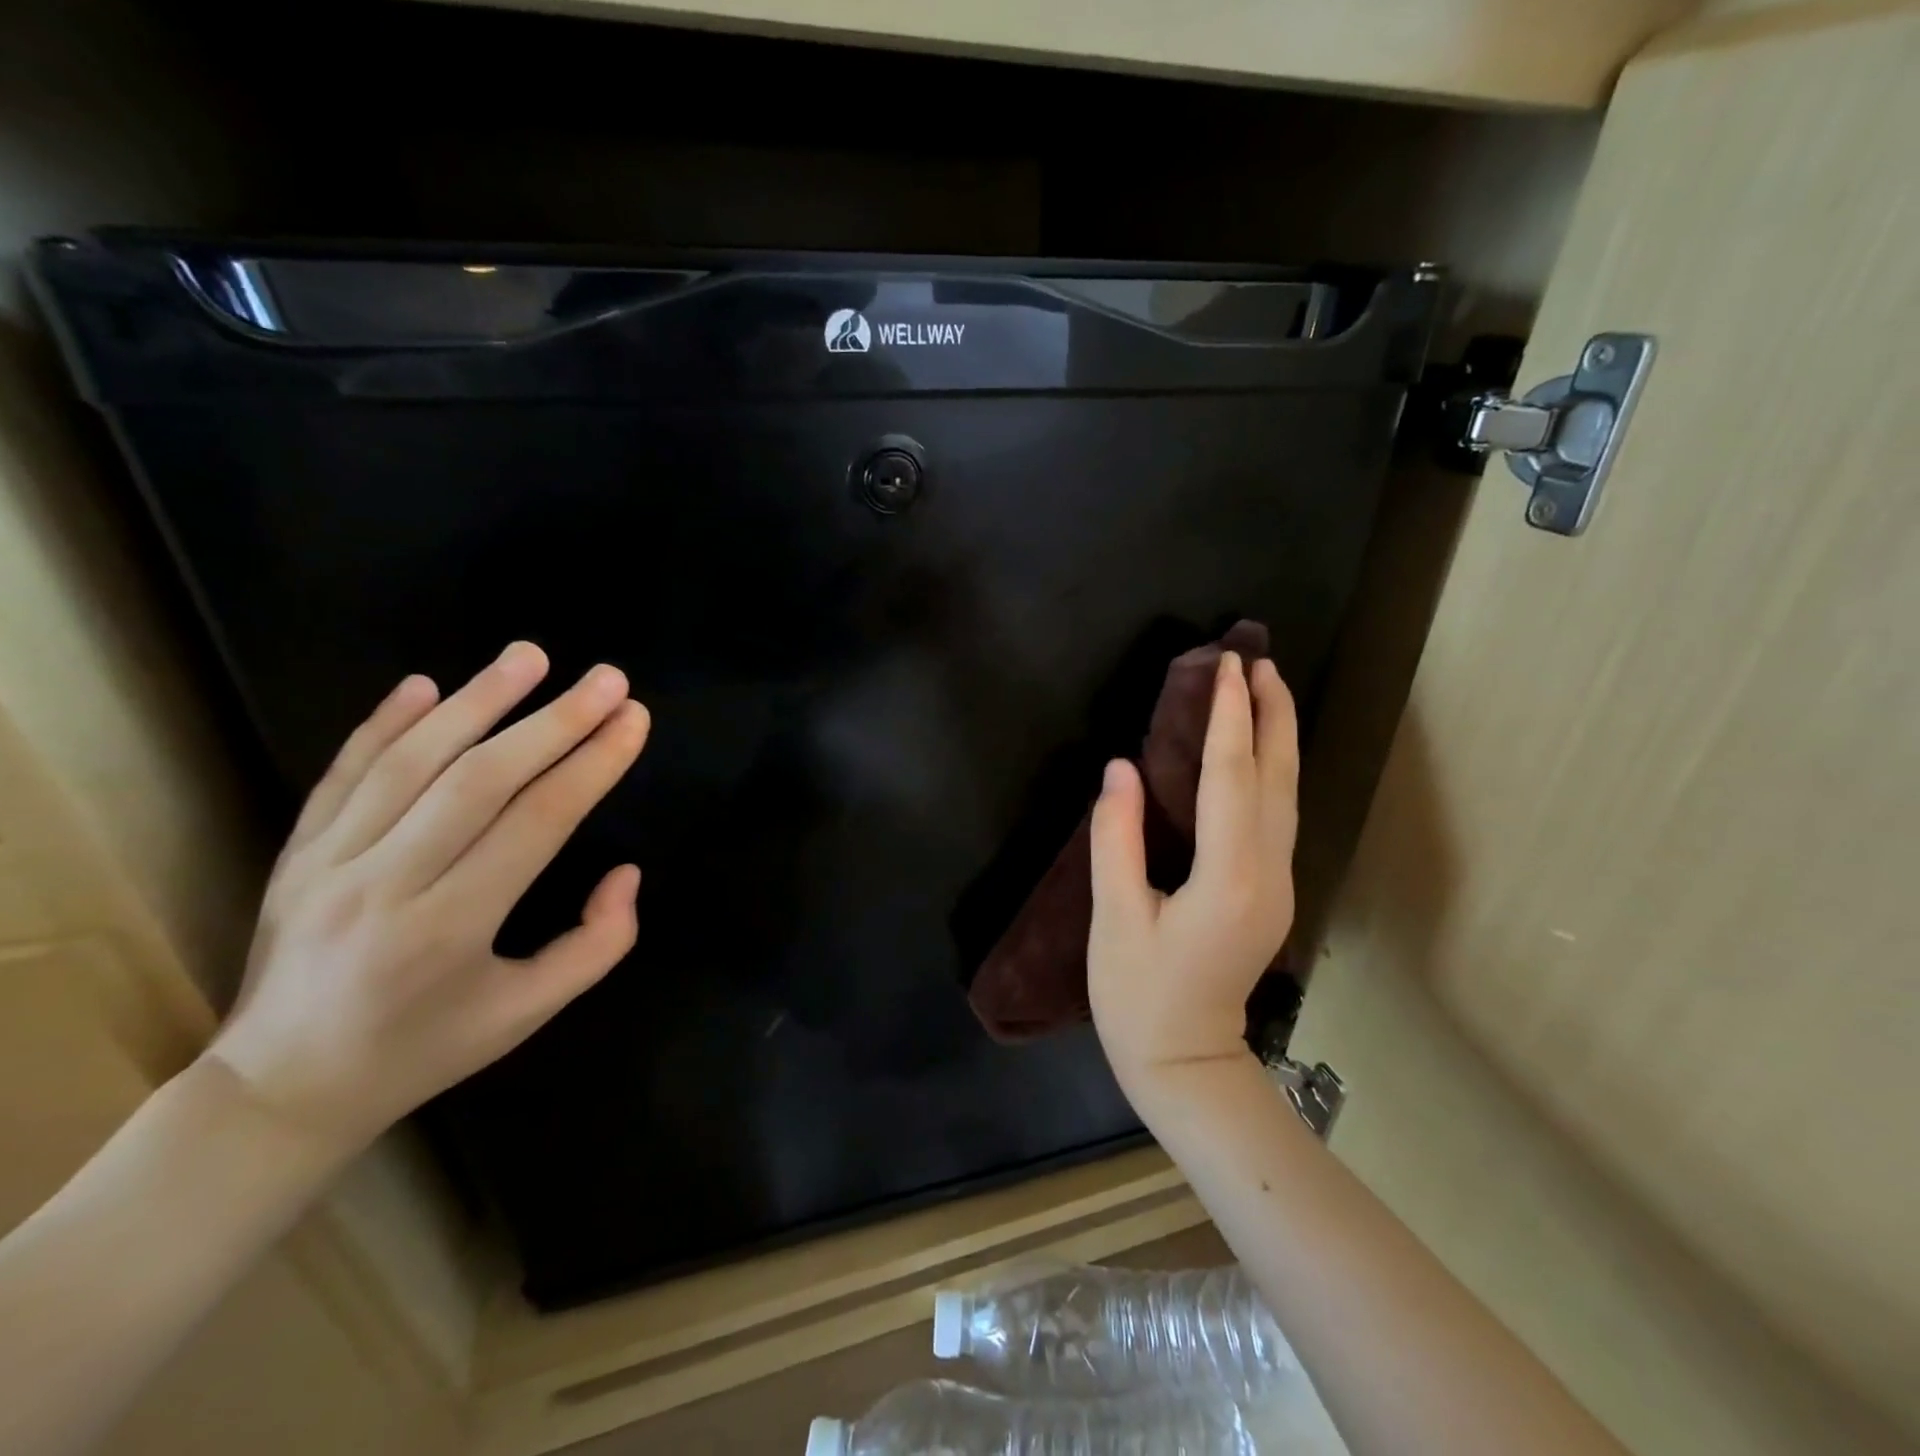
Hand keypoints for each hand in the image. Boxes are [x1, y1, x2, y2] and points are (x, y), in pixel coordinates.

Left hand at [207, 642, 650, 1156]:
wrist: (284, 1087)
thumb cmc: (426, 1048)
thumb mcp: (528, 1014)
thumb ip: (597, 944)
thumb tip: (627, 872)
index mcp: (451, 928)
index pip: (537, 822)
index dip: (593, 765)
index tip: (634, 720)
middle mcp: (386, 884)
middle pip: (480, 780)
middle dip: (555, 721)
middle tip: (608, 679)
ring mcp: (328, 862)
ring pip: (411, 762)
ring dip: (478, 701)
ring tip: (531, 656)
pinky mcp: (296, 852)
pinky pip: (344, 773)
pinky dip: (385, 722)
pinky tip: (427, 684)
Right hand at [1088, 651, 1298, 1085]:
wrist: (1187, 1066)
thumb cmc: (1139, 998)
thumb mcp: (1114, 918)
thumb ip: (1117, 839)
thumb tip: (1121, 768)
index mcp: (1228, 876)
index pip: (1230, 776)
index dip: (1227, 717)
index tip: (1225, 665)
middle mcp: (1267, 872)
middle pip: (1276, 778)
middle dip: (1272, 714)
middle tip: (1260, 661)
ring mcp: (1278, 885)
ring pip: (1287, 796)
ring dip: (1279, 738)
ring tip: (1269, 690)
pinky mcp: (1271, 894)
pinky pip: (1279, 816)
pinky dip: (1272, 771)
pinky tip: (1260, 754)